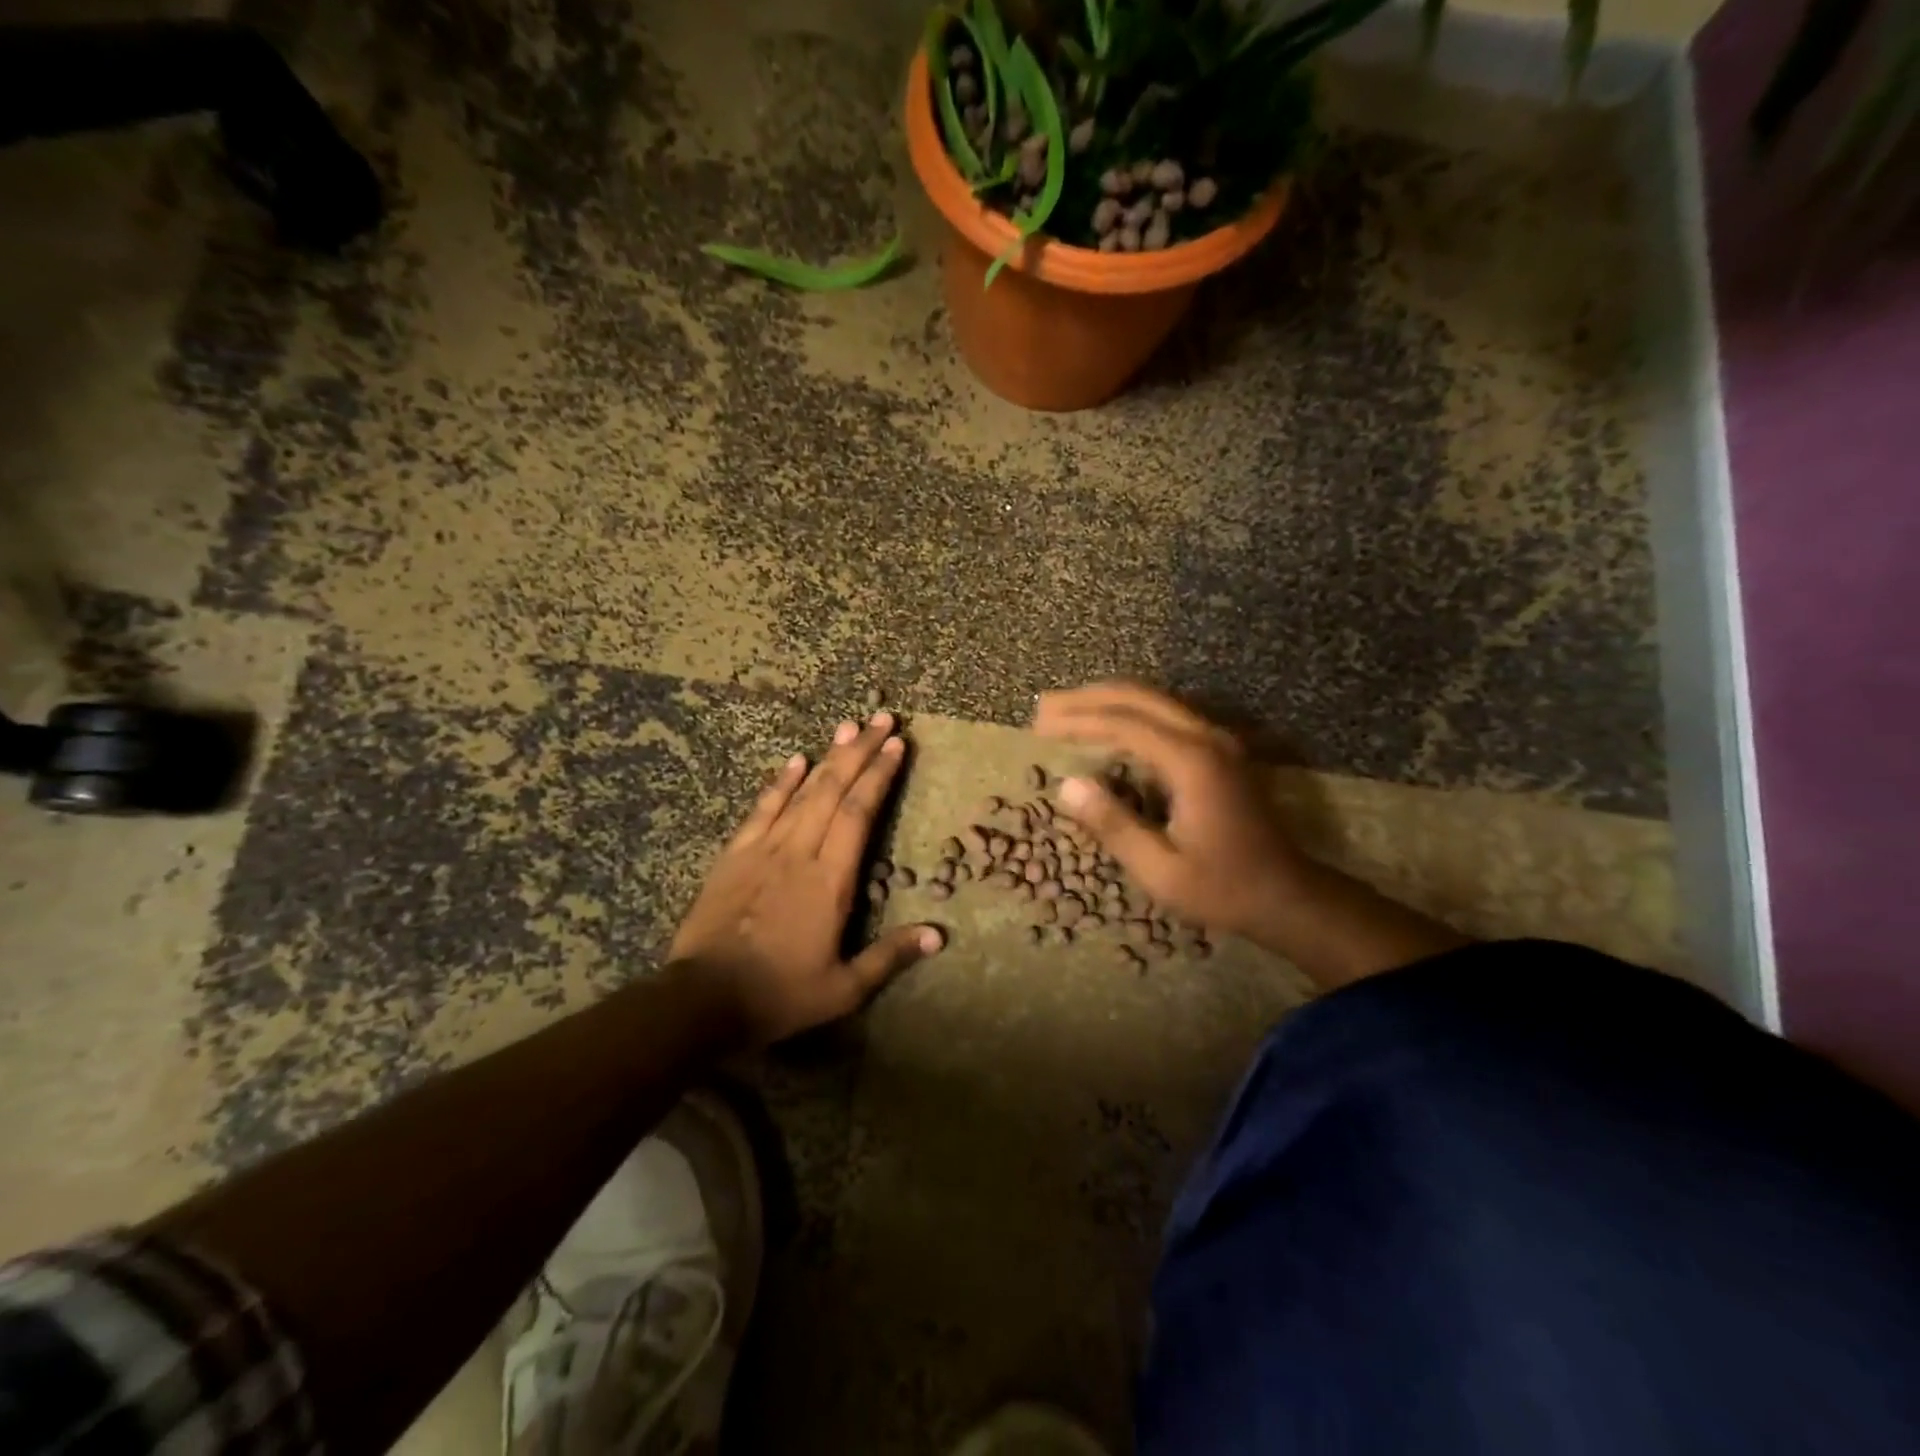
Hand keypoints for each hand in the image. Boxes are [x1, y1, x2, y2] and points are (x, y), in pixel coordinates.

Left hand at [668, 711, 943, 1045]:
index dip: (880, 776)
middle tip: (882, 719)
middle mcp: (800, 852)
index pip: (861, 813)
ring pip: (802, 792)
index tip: (897, 745)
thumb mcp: (843, 988)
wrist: (703, 998)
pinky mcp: (735, 855)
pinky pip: (762, 809)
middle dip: (861, 752)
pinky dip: (781, 782)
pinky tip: (796, 760)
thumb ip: (890, 956)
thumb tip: (939, 934)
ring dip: (828, 757)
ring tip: (848, 727)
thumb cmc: (779, 994)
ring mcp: (764, 849)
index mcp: (831, 880)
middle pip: (835, 790)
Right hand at [1033, 682, 1311, 948]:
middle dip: (1087, 698)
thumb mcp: (1161, 870)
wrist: (1287, 895)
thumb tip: (1067, 786)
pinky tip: (1106, 727)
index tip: (1039, 727)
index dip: (1078, 720)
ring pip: (1155, 700)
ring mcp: (1218, 740)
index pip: (1124, 723)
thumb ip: (1114, 825)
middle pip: (1139, 697)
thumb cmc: (1223, 888)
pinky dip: (1130, 713)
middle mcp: (1207, 738)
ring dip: (1108, 700)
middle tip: (1044, 708)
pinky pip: (1167, 715)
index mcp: (1192, 762)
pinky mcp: (1220, 750)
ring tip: (1065, 711)